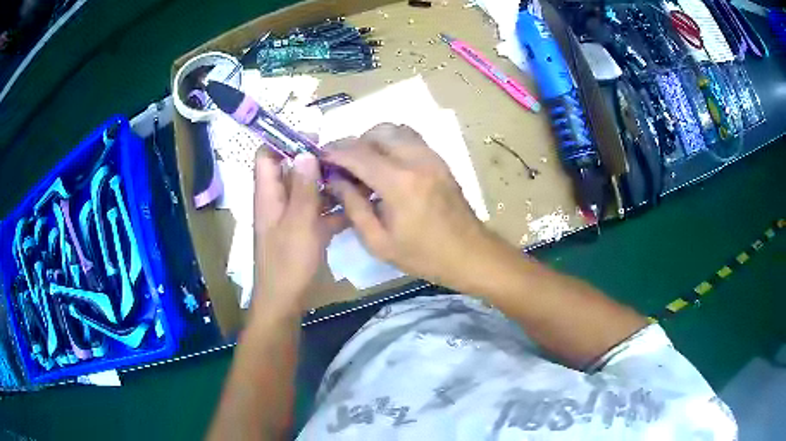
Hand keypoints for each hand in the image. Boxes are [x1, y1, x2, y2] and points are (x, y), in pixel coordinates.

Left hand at [253, 151, 343, 312]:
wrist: (285, 301)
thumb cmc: (288, 262)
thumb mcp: (299, 223)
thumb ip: (303, 188)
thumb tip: (305, 152)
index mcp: (269, 195)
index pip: (266, 155)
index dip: (285, 142)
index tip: (315, 140)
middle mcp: (278, 201)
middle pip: (292, 171)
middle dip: (316, 162)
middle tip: (345, 159)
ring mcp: (292, 217)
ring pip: (308, 191)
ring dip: (329, 184)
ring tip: (357, 179)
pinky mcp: (304, 232)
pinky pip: (319, 212)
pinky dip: (334, 208)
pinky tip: (357, 207)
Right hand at [324, 123, 496, 288]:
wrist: (469, 254)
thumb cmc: (423, 256)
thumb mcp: (378, 242)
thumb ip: (353, 206)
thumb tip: (334, 179)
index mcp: (399, 183)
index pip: (358, 153)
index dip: (334, 152)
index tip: (320, 157)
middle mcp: (416, 160)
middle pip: (377, 132)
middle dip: (354, 143)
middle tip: (343, 164)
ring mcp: (431, 156)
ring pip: (395, 129)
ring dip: (374, 140)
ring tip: (364, 164)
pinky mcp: (440, 159)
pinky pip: (410, 138)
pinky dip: (392, 142)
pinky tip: (386, 165)